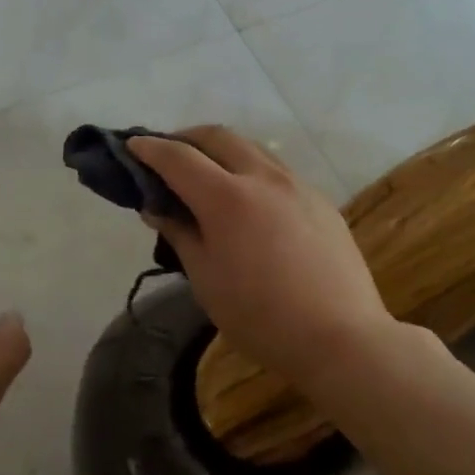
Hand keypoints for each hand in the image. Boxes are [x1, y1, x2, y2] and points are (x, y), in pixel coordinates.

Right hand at [128, 126, 392, 390]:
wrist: (342, 338)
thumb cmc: (261, 317)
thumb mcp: (206, 279)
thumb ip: (180, 233)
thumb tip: (156, 206)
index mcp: (227, 198)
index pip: (178, 158)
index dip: (150, 148)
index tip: (132, 145)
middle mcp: (263, 178)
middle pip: (217, 136)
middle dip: (186, 137)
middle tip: (167, 154)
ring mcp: (297, 185)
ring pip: (251, 147)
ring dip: (220, 149)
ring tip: (205, 172)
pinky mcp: (320, 200)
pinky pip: (276, 170)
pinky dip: (250, 170)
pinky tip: (248, 199)